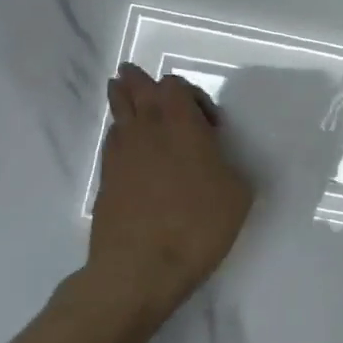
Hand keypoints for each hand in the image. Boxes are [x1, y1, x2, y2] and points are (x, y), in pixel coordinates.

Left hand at [86, 64, 253, 324]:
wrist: (139, 269)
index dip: (190, 95)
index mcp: (181, 124)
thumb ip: (229, 166)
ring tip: (121, 90)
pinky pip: (111, 141)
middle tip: (134, 74)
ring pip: (117, 111)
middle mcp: (147, 129)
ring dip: (122, 98)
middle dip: (138, 81)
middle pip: (135, 89)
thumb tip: (217, 161)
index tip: (209, 124)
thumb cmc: (197, 225)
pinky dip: (118, 133)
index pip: (174, 86)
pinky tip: (126, 143)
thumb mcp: (237, 194)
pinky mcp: (105, 179)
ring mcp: (120, 153)